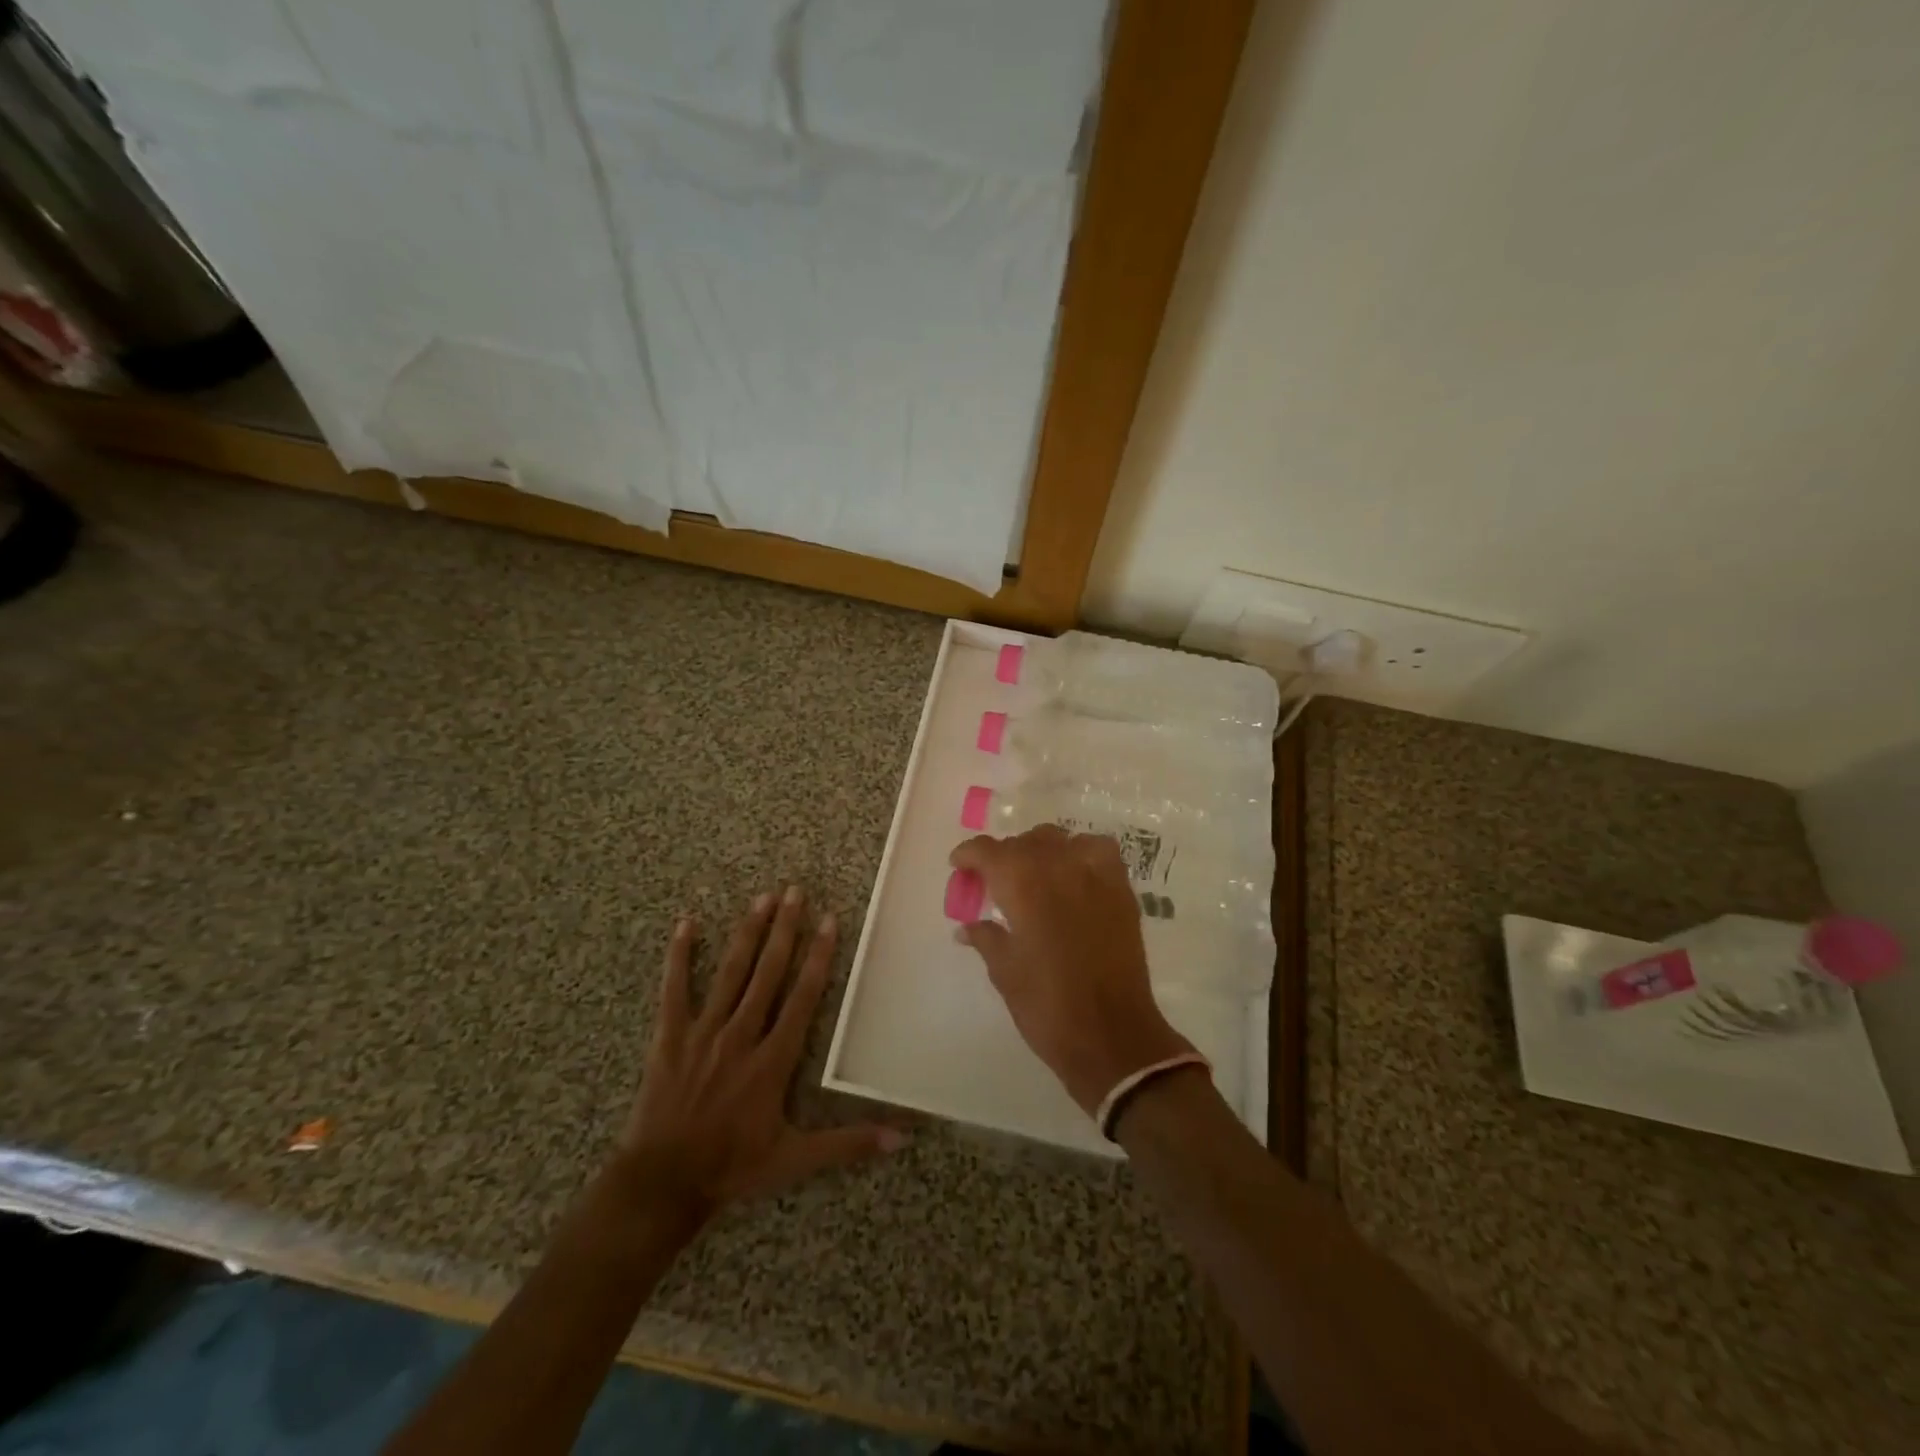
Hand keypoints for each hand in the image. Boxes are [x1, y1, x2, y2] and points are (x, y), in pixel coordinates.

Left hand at [617, 887, 904, 1216]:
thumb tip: (901, 1138)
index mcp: (773, 1059)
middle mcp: (741, 1035)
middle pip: (768, 972)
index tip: (829, 921)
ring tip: (762, 898)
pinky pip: (674, 990)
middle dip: (785, 930)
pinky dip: (679, 956)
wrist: (662, 1184)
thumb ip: (848, 1144)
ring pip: (731, 973)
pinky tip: (685, 924)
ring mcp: (703, 1032)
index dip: (818, 957)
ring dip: (748, 933)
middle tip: (796, 891)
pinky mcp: (669, 1037)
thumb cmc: (732, 1167)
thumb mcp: (795, 1159)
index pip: (803, 997)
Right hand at [950, 827, 1190, 1114]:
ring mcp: (1095, 875)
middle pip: (1024, 842)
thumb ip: (985, 938)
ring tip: (1034, 876)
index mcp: (1023, 885)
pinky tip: (1074, 875)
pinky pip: (1098, 850)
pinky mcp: (1121, 890)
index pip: (988, 850)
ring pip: (1060, 840)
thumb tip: (966, 926)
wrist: (1111, 1034)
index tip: (959, 866)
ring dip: (1041, 851)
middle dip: (1003, 856)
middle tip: (993, 881)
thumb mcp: (1004, 972)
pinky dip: (1080, 853)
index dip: (969, 854)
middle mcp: (1059, 867)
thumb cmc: (1047, 1006)